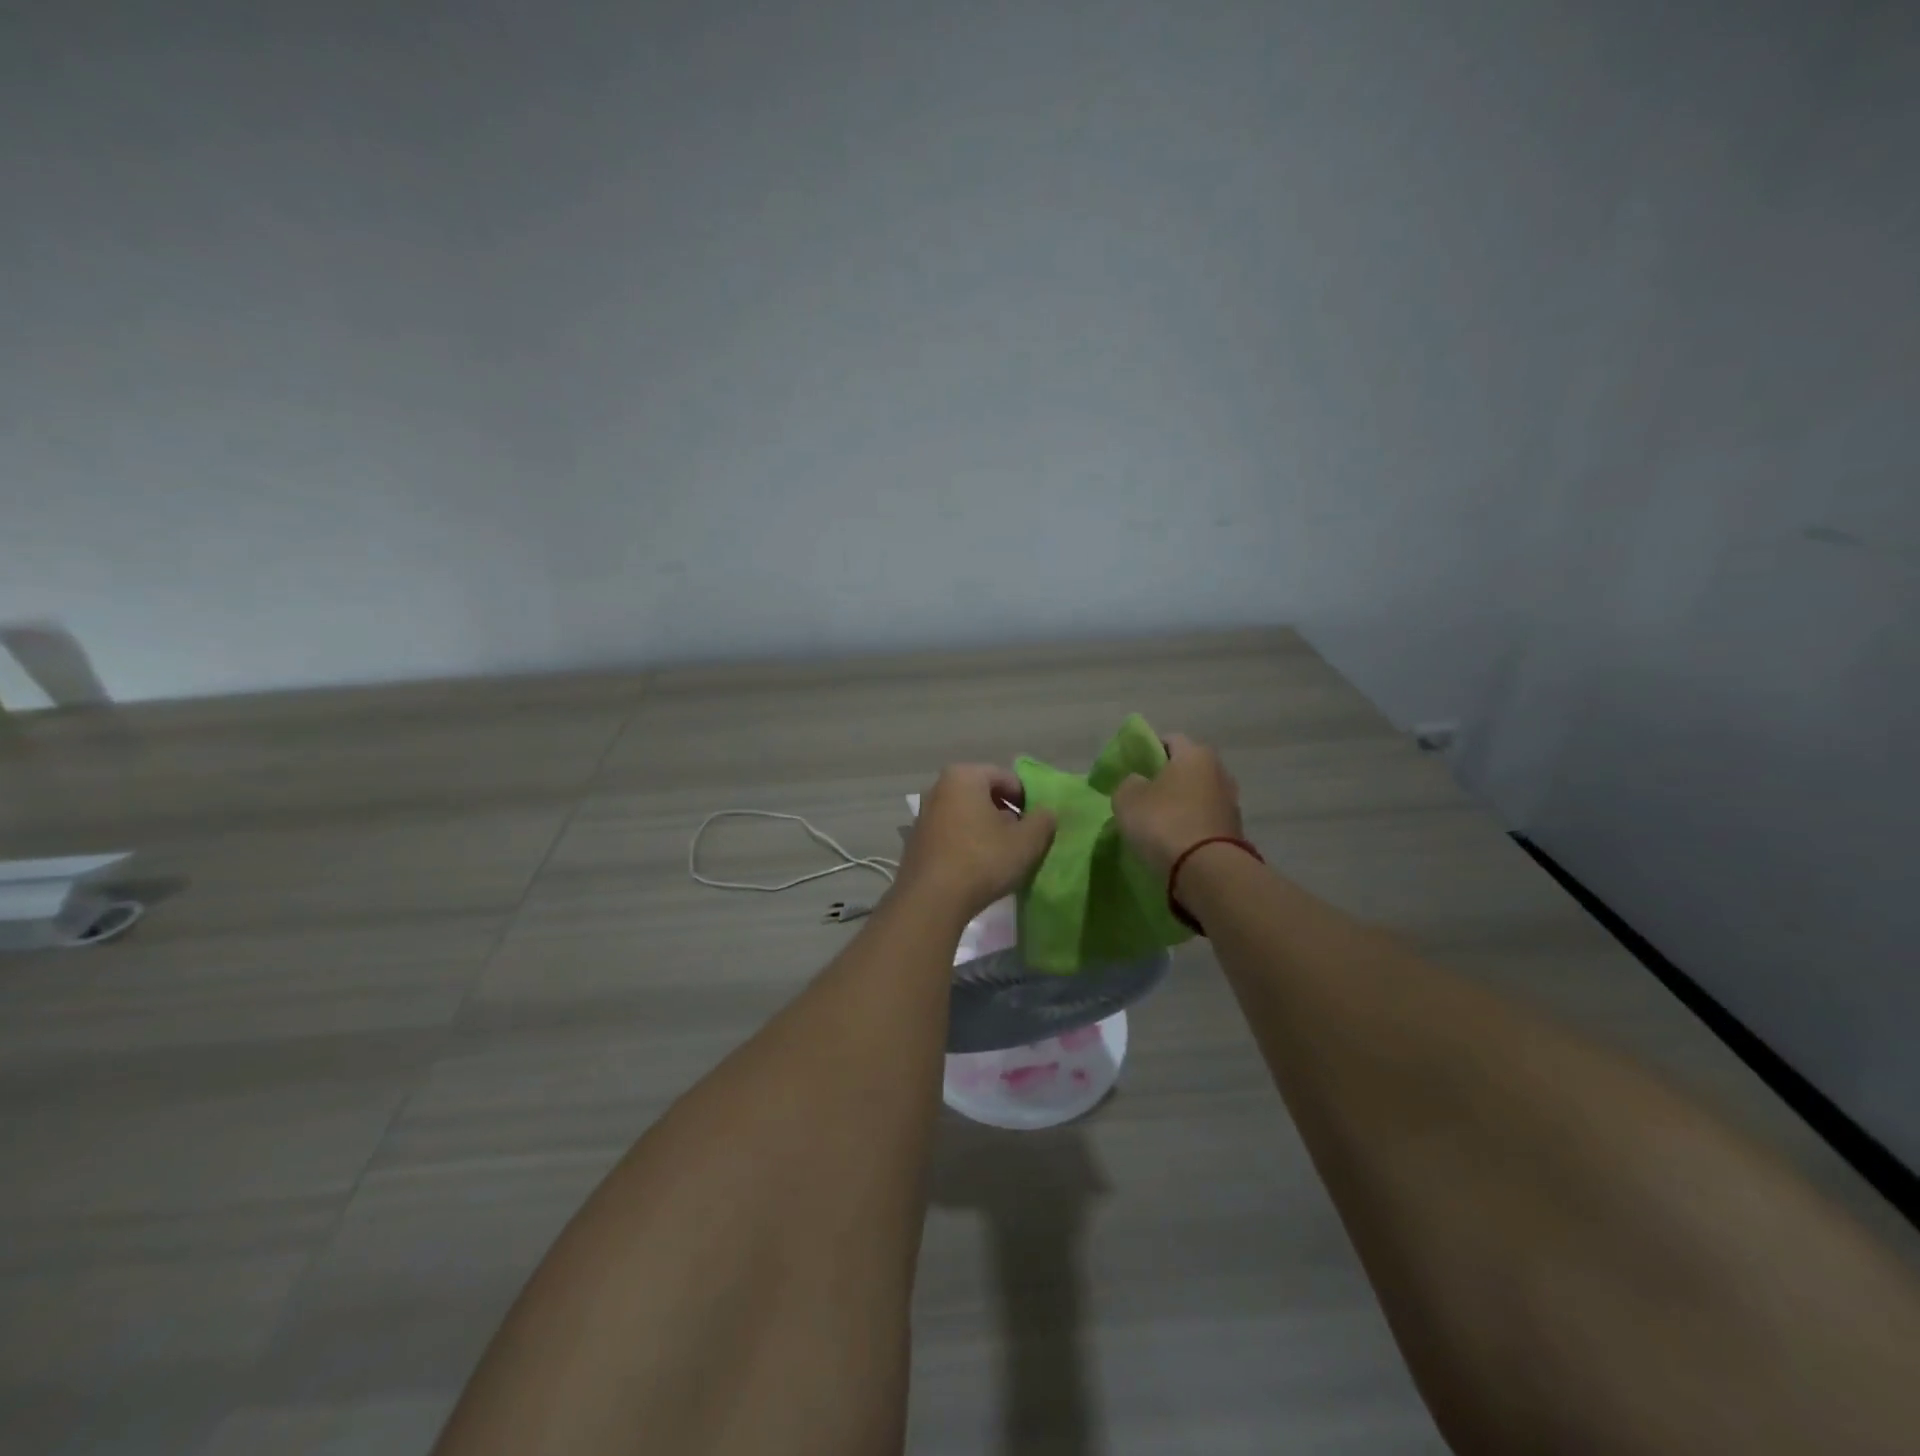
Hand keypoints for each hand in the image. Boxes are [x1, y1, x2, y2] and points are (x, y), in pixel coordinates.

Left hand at [896, 764, 1056, 919]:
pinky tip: (977, 866)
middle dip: (1005, 813)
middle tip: (1021, 839)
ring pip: (967, 814)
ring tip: (1001, 855)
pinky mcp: (916, 840)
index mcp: (964, 776)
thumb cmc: (982, 860)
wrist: (931, 900)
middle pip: (984, 794)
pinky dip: (967, 842)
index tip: (1037, 824)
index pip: (1007, 778)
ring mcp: (924, 814)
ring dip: (986, 829)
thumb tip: (1045, 813)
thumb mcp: (1027, 841)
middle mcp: (938, 787)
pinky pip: (951, 832)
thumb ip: (1043, 820)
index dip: (1028, 800)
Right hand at [1110, 732, 1242, 879]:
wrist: (1207, 870)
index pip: (1169, 740)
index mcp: (1195, 754)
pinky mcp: (1234, 831)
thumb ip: (1129, 783)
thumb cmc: (1164, 822)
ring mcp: (1231, 802)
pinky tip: (1174, 841)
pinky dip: (1191, 826)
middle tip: (1142, 797)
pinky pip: (1205, 821)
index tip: (1132, 770)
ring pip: (1197, 796)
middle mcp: (1219, 771)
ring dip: (1180, 805)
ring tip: (1157, 824)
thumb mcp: (1127, 798)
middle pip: (1186, 769)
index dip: (1148, 751)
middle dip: (1166, 780)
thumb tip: (1138, 783)